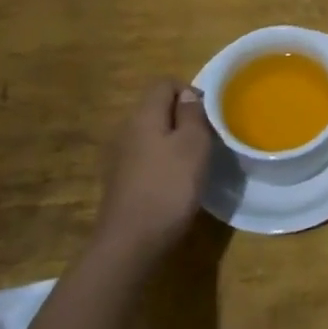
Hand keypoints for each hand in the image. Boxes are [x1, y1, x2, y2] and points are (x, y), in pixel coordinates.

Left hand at [94, 79, 211, 264]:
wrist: (129, 245)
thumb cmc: (168, 187)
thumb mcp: (193, 144)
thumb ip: (192, 114)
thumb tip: (187, 95)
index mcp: (143, 115)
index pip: (165, 83)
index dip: (189, 91)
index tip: (208, 115)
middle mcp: (126, 130)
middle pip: (157, 109)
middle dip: (182, 118)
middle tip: (205, 139)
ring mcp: (119, 158)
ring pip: (151, 135)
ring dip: (172, 142)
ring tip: (193, 163)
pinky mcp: (119, 183)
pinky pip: (145, 159)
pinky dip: (161, 163)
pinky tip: (174, 184)